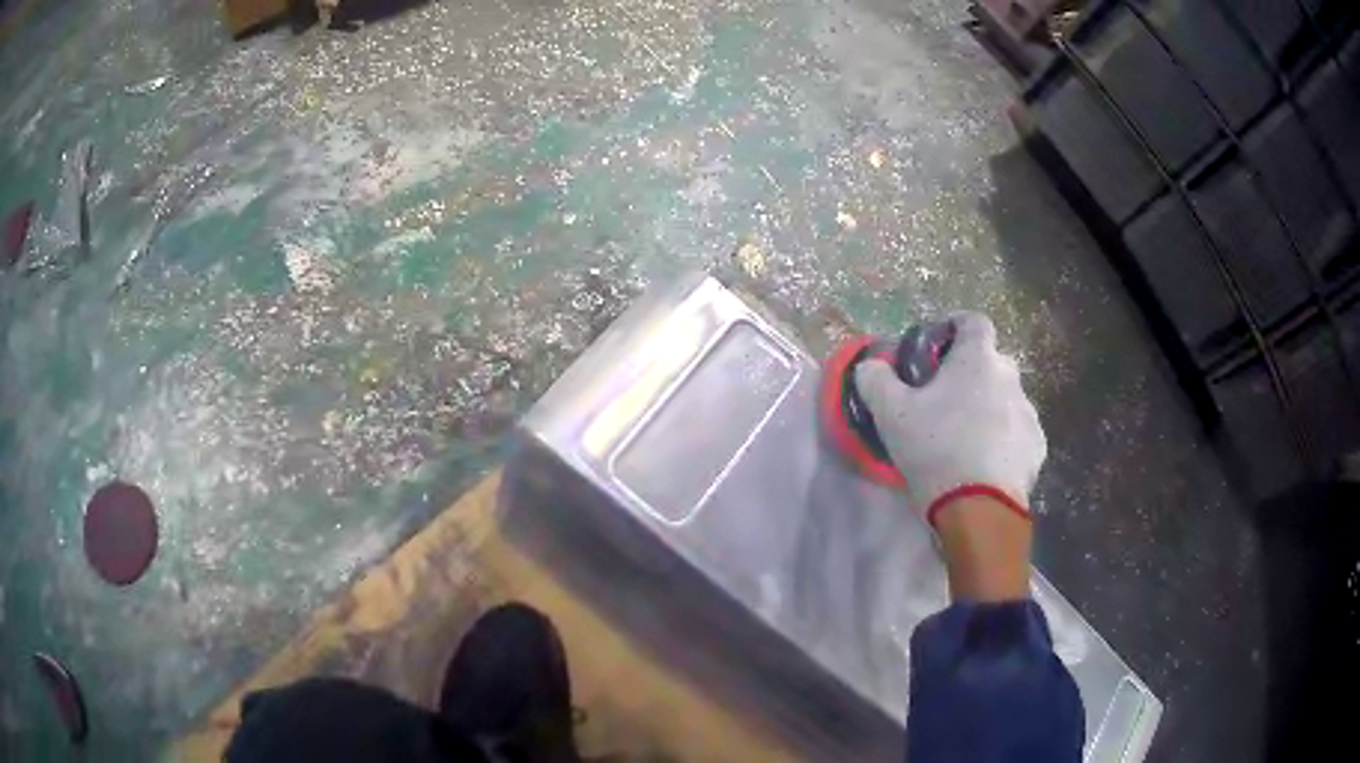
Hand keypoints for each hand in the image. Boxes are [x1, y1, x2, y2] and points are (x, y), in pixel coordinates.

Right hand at [854, 312, 1045, 524]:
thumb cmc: (935, 449)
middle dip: (968, 374)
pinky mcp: (1036, 445)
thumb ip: (875, 378)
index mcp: (977, 358)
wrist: (979, 509)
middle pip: (989, 362)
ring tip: (964, 438)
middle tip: (942, 401)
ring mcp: (1028, 411)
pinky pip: (1017, 431)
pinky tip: (984, 462)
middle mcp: (1010, 376)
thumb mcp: (890, 413)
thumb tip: (870, 364)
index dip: (953, 326)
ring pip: (1005, 398)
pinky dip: (1003, 439)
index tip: (935, 347)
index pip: (972, 320)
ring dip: (987, 407)